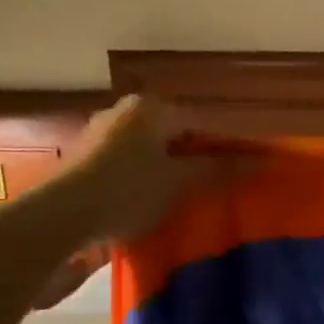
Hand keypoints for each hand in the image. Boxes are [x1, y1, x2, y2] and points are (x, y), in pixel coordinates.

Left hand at [46, 95, 218, 243]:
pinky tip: (147, 205)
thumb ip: (220, 168)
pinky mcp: (84, 158)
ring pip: (148, 152)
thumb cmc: (130, 189)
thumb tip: (261, 159)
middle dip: (191, 161)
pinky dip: (141, 181)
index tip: (232, 178)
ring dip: (165, 173)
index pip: (200, 125)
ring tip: (180, 203)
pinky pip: (126, 165)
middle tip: (208, 192)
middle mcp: (123, 111)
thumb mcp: (182, 180)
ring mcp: (99, 133)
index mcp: (151, 108)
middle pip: (172, 137)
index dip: (220, 151)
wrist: (63, 215)